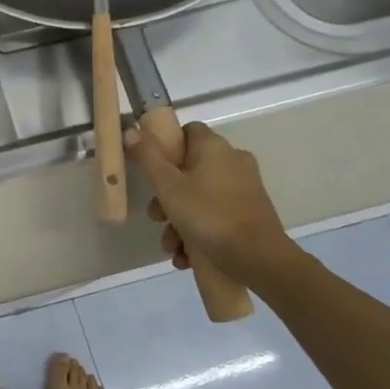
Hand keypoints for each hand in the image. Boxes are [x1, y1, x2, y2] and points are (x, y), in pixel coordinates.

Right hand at [124, 121, 295, 286]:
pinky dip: (198, 232)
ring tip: (171, 246)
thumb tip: (131, 131)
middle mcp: (233, 161)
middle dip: (166, 197)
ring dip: (178, 222)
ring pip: (199, 197)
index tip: (151, 169)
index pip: (187, 131)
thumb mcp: (168, 186)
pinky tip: (186, 255)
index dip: (166, 146)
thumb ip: (148, 157)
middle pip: (189, 170)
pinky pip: (215, 215)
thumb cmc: (208, 215)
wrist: (258, 257)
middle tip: (156, 218)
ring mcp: (243, 188)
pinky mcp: (249, 213)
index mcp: (214, 148)